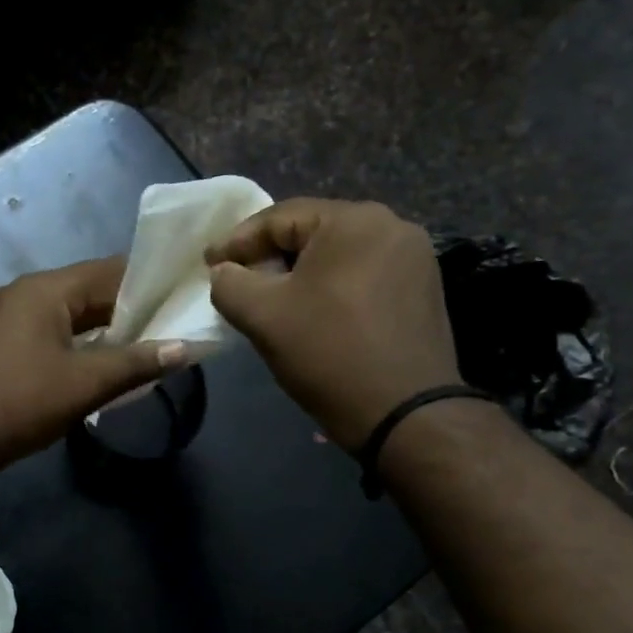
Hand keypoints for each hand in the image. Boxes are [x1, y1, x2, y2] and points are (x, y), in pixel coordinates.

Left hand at [0, 257, 185, 496]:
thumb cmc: (18, 403)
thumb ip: (136, 363)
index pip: (110, 271)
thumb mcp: (83, 385)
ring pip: (68, 316)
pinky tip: (99, 366)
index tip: (183, 299)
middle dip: (129, 311)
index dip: (150, 283)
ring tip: (144, 350)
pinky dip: (77, 344)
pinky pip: (48, 333)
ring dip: (103, 331)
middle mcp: (24, 293)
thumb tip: (184, 348)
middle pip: (88, 292)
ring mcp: (6, 318)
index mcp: (45, 290)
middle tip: (172, 330)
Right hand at [206, 198, 461, 450]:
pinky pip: (363, 276)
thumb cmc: (328, 353)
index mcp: (354, 220)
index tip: (208, 264)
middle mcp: (392, 226)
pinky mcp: (424, 290)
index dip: (237, 241)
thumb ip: (229, 283)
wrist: (405, 414)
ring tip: (271, 298)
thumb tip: (225, 272)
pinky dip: (331, 288)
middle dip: (269, 256)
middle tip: (236, 279)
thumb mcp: (262, 316)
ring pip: (338, 256)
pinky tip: (314, 313)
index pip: (279, 217)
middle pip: (312, 233)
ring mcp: (415, 259)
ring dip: (300, 274)